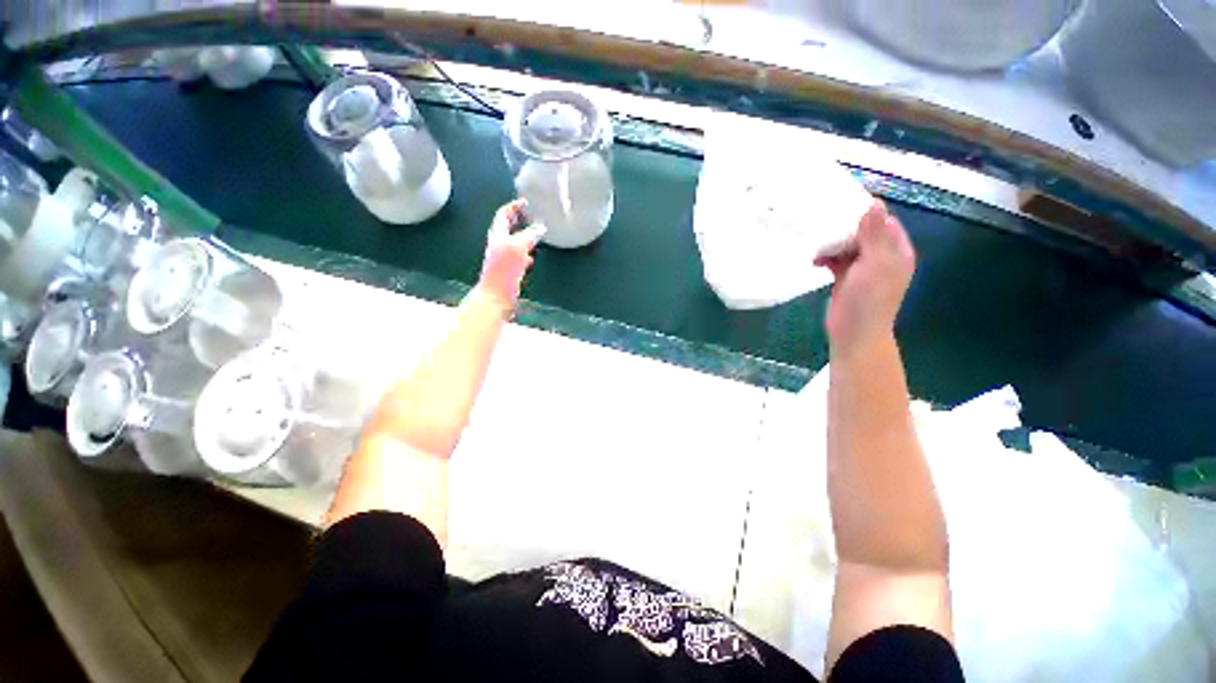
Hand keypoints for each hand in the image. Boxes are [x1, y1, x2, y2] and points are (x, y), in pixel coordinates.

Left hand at [478, 200, 545, 312]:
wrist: (496, 296)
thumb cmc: (504, 270)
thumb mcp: (518, 247)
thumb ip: (529, 235)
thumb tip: (540, 227)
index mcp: (498, 235)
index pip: (503, 215)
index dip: (513, 207)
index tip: (525, 202)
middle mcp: (499, 244)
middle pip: (507, 228)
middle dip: (518, 220)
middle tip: (530, 215)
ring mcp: (503, 259)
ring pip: (513, 242)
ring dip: (523, 237)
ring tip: (535, 234)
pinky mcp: (508, 271)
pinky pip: (517, 258)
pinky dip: (525, 254)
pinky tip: (531, 258)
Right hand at [815, 201, 914, 356]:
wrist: (854, 332)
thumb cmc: (868, 298)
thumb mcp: (874, 262)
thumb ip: (874, 233)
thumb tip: (874, 202)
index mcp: (897, 252)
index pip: (884, 223)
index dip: (866, 214)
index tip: (843, 207)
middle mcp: (883, 258)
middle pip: (865, 234)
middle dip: (845, 229)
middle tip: (824, 223)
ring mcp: (864, 270)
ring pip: (849, 247)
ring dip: (834, 244)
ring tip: (817, 244)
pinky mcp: (847, 279)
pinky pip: (837, 261)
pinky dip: (827, 258)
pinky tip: (815, 260)